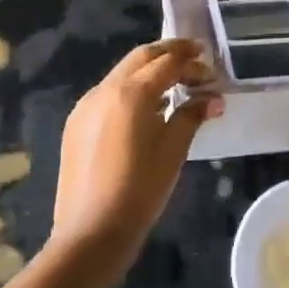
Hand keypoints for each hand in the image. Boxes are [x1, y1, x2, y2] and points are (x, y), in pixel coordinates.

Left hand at [51, 40, 221, 258]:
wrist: (91, 234)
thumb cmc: (140, 191)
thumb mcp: (173, 151)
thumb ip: (192, 115)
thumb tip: (213, 99)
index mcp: (130, 93)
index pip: (167, 63)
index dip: (192, 63)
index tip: (211, 70)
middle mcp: (104, 90)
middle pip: (141, 57)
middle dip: (169, 53)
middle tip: (195, 57)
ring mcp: (86, 106)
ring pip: (122, 73)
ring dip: (149, 70)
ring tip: (174, 83)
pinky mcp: (76, 124)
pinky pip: (108, 93)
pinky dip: (131, 89)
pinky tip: (146, 109)